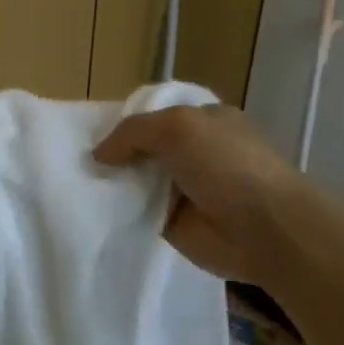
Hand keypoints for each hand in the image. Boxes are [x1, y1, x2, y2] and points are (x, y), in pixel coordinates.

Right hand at [92, 104, 300, 280]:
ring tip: (76, 183)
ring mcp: (186, 188)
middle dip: (117, 152)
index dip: (127, 120)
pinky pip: (140, 212)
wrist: (266, 231)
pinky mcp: (176, 223)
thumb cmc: (228, 165)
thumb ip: (133, 132)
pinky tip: (94, 209)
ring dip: (116, 182)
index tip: (91, 130)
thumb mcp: (178, 127)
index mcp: (205, 120)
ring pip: (139, 180)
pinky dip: (121, 211)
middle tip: (78, 159)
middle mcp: (195, 151)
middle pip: (144, 147)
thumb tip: (99, 153)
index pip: (157, 113)